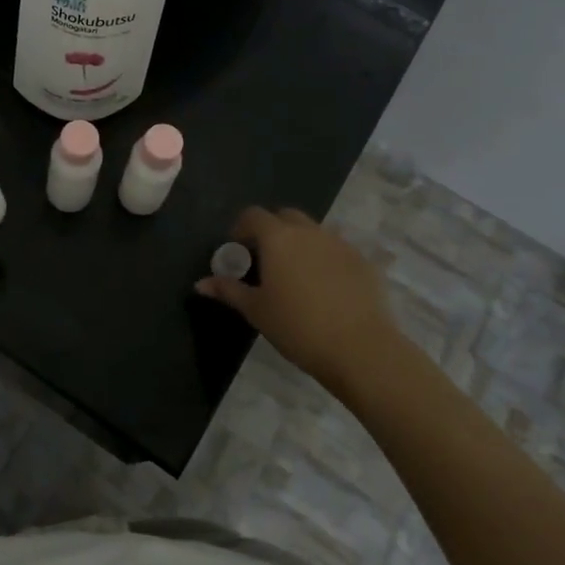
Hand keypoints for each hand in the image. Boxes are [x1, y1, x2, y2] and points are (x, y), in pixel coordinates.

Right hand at [196, 206, 410, 392]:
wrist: (360, 348)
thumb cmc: (298, 327)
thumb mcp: (256, 310)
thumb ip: (229, 290)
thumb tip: (200, 283)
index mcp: (278, 238)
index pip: (253, 215)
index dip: (241, 228)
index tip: (237, 250)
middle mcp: (309, 231)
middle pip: (285, 217)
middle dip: (272, 230)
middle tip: (265, 260)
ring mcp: (340, 244)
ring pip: (314, 232)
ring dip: (300, 244)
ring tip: (296, 276)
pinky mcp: (364, 261)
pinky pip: (337, 250)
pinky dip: (326, 259)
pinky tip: (326, 289)